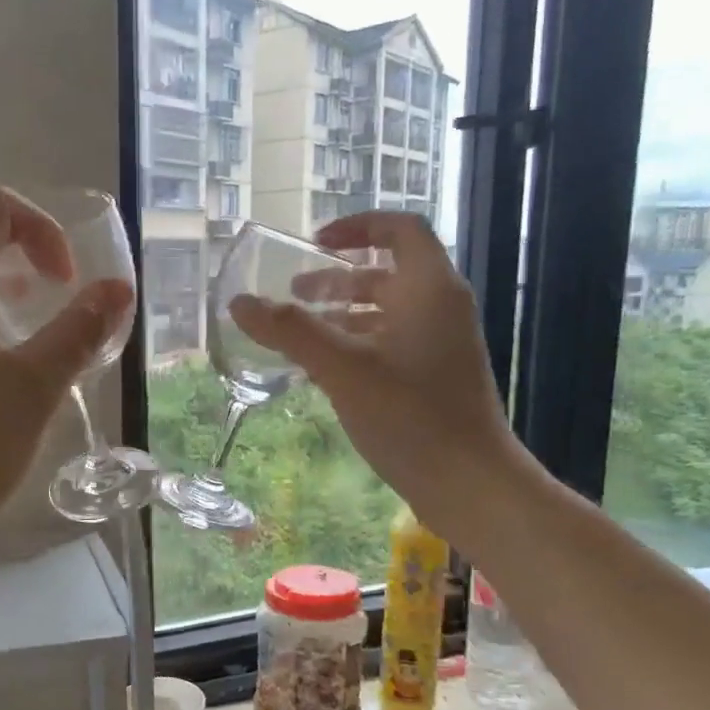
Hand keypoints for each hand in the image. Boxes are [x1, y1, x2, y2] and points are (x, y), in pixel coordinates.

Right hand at [227, 212, 519, 545]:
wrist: (470, 483)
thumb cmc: (410, 416)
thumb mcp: (342, 369)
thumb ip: (290, 332)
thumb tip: (240, 302)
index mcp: (429, 289)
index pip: (400, 228)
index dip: (357, 226)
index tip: (315, 243)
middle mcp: (441, 308)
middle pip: (387, 273)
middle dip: (337, 278)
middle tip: (293, 294)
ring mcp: (442, 345)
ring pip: (387, 312)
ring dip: (343, 314)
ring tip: (300, 333)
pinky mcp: (436, 378)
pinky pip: (391, 344)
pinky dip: (357, 345)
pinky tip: (325, 371)